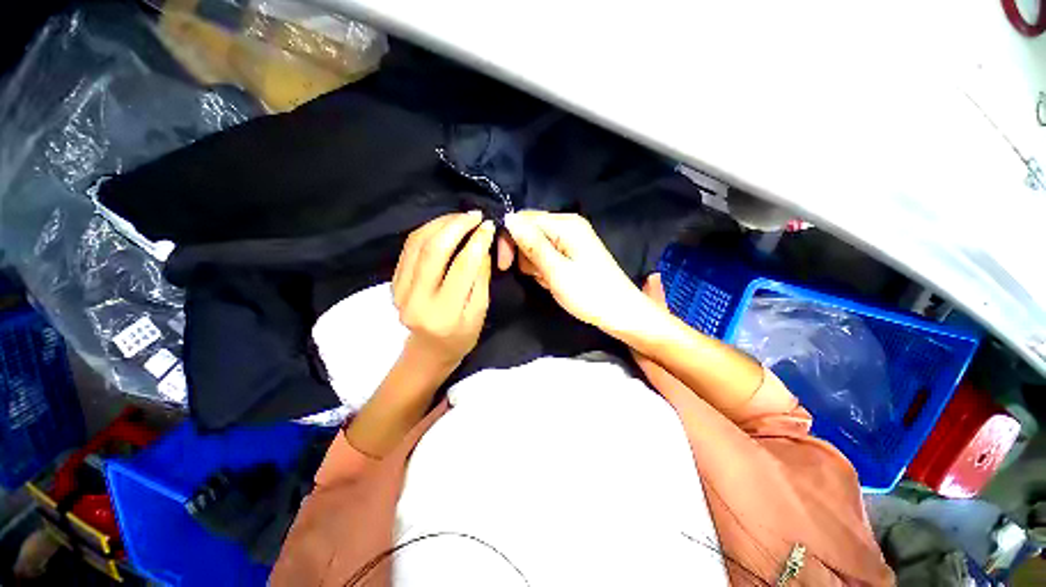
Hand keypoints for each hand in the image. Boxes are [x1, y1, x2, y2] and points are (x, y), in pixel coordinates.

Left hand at [392, 212, 494, 367]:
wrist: (429, 350)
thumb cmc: (461, 336)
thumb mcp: (480, 312)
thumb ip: (481, 279)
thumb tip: (482, 245)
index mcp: (444, 312)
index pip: (462, 267)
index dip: (477, 241)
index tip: (489, 226)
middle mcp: (416, 299)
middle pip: (434, 250)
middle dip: (457, 225)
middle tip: (474, 215)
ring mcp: (399, 289)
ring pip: (417, 243)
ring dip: (440, 223)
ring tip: (461, 217)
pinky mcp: (393, 282)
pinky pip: (408, 247)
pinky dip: (426, 231)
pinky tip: (442, 226)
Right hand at [503, 211, 654, 335]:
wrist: (620, 312)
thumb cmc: (589, 293)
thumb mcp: (556, 270)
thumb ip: (532, 244)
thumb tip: (508, 218)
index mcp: (566, 224)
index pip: (523, 219)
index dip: (509, 239)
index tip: (504, 265)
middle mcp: (568, 225)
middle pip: (529, 231)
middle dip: (525, 255)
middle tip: (537, 275)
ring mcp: (571, 239)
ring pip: (536, 245)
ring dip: (535, 265)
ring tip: (550, 280)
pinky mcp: (572, 252)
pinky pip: (547, 254)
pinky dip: (545, 269)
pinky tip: (554, 281)